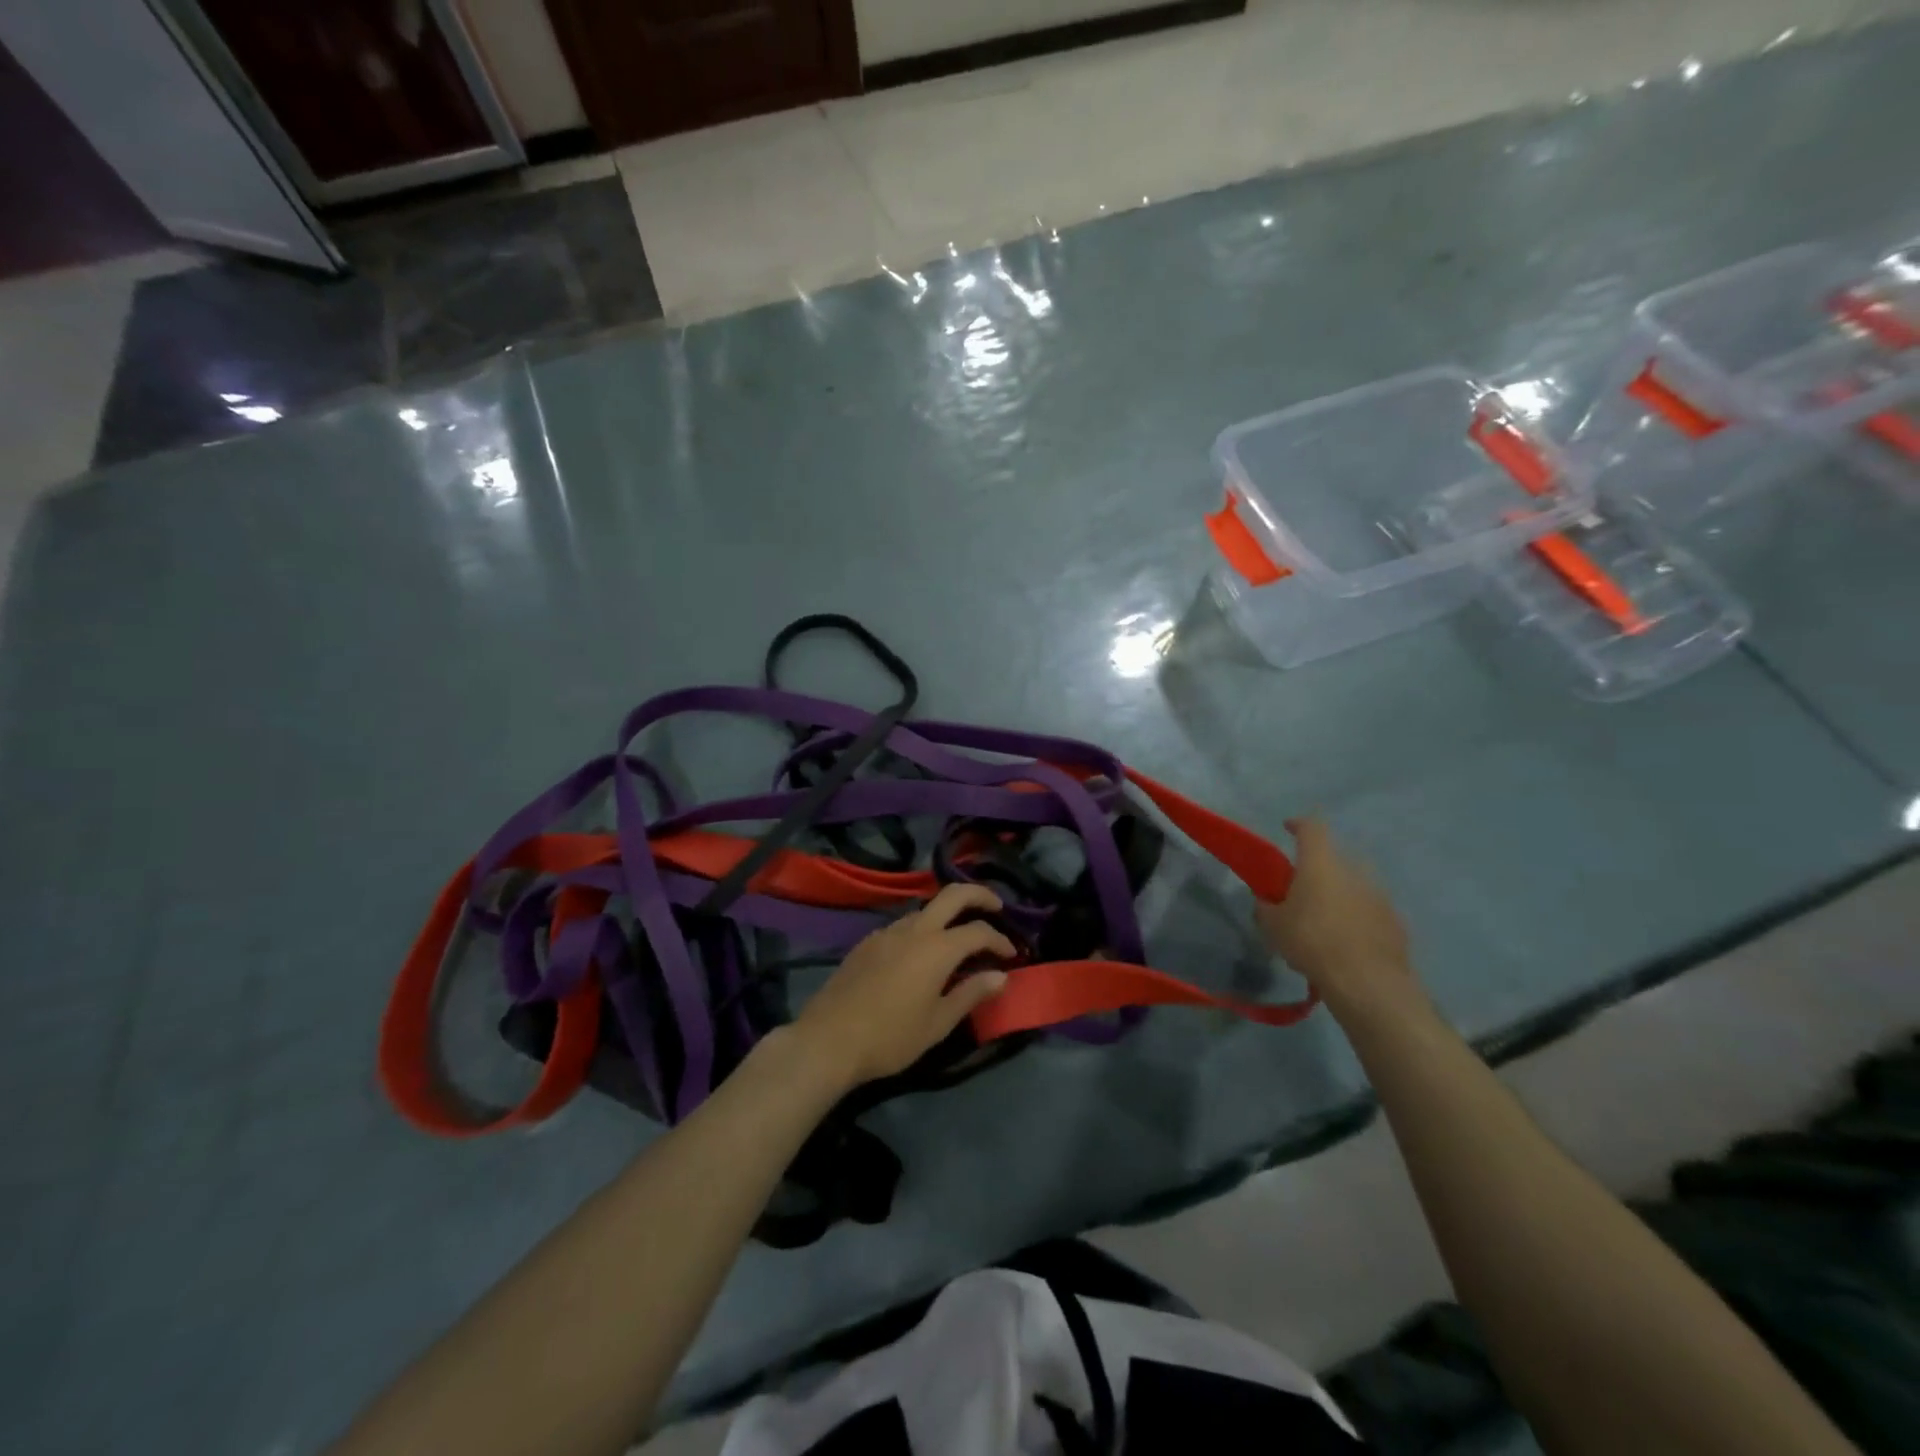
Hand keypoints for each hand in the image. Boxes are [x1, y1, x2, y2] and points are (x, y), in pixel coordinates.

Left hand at [791, 884, 1015, 1089]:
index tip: (1011, 955)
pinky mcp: (867, 942)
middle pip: (952, 894)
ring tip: (959, 936)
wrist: (828, 1040)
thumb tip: (1000, 976)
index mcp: (937, 948)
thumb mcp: (938, 1023)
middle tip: (996, 906)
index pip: (978, 931)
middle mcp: (913, 929)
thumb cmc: (890, 1037)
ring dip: (947, 914)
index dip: (1000, 940)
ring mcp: (886, 932)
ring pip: (925, 909)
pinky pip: (903, 925)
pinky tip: (920, 954)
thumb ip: (971, 994)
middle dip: (979, 895)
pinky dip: (922, 929)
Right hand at [1255, 818, 1418, 1022]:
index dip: (1298, 824)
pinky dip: (1358, 918)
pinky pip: (1371, 911)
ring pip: (1354, 885)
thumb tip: (1265, 901)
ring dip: (1340, 895)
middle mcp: (1353, 871)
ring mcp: (1379, 896)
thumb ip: (1266, 908)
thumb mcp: (1273, 926)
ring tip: (1325, 920)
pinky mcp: (1396, 921)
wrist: (1367, 981)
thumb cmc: (1311, 942)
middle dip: (1319, 869)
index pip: (1311, 828)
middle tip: (1303, 889)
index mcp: (1320, 864)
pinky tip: (1348, 941)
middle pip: (1334, 859)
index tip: (1288, 827)